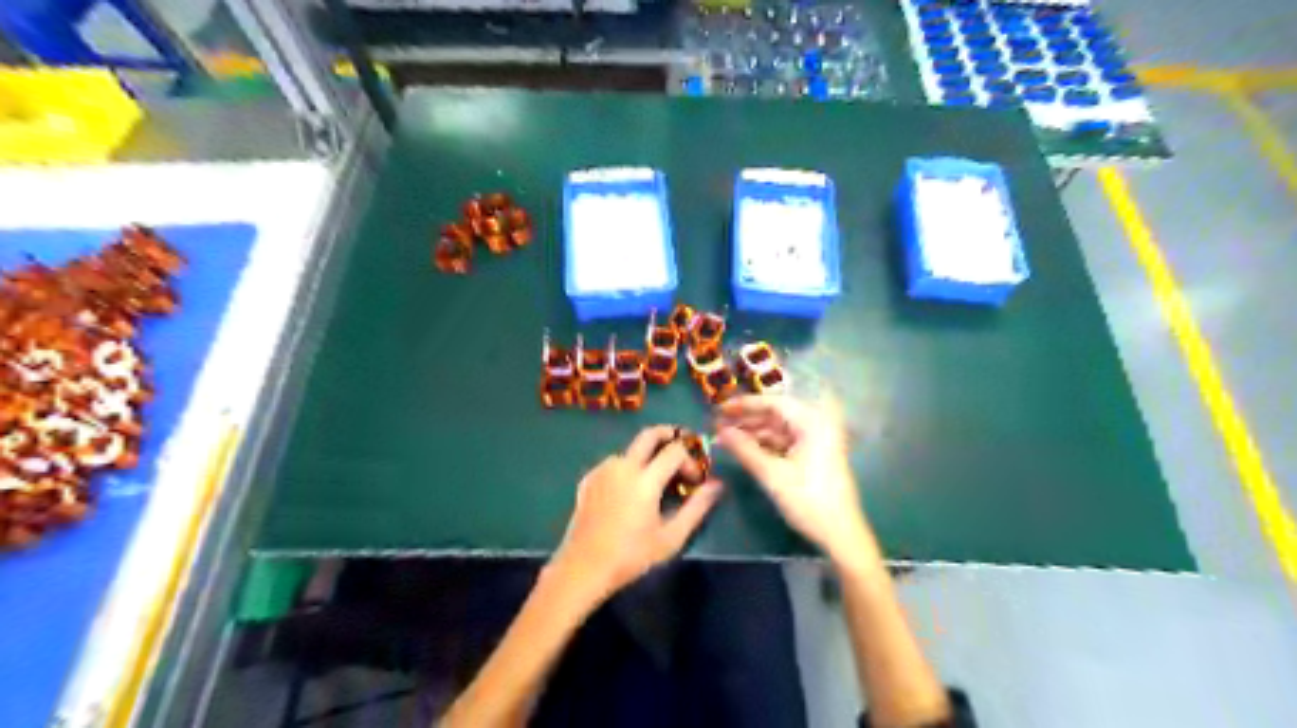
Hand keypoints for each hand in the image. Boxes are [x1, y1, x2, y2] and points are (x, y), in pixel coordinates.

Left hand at [553, 426, 725, 603]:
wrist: (583, 568)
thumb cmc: (631, 556)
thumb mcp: (671, 537)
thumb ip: (696, 508)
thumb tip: (716, 485)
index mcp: (644, 479)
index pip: (675, 451)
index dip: (691, 460)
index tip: (695, 480)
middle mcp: (622, 466)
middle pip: (649, 434)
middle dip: (670, 434)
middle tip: (683, 447)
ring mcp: (602, 470)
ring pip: (631, 449)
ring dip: (648, 455)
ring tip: (657, 479)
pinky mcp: (589, 479)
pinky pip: (614, 463)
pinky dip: (628, 467)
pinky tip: (631, 489)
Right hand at [715, 399, 876, 561]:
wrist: (841, 534)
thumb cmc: (808, 500)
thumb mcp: (772, 475)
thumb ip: (744, 449)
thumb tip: (719, 432)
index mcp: (812, 422)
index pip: (773, 403)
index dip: (744, 404)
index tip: (719, 409)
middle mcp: (816, 425)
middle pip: (775, 414)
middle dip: (746, 420)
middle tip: (717, 424)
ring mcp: (816, 440)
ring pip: (778, 429)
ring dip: (753, 433)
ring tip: (725, 438)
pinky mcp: (813, 456)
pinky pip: (784, 442)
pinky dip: (764, 445)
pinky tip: (744, 450)